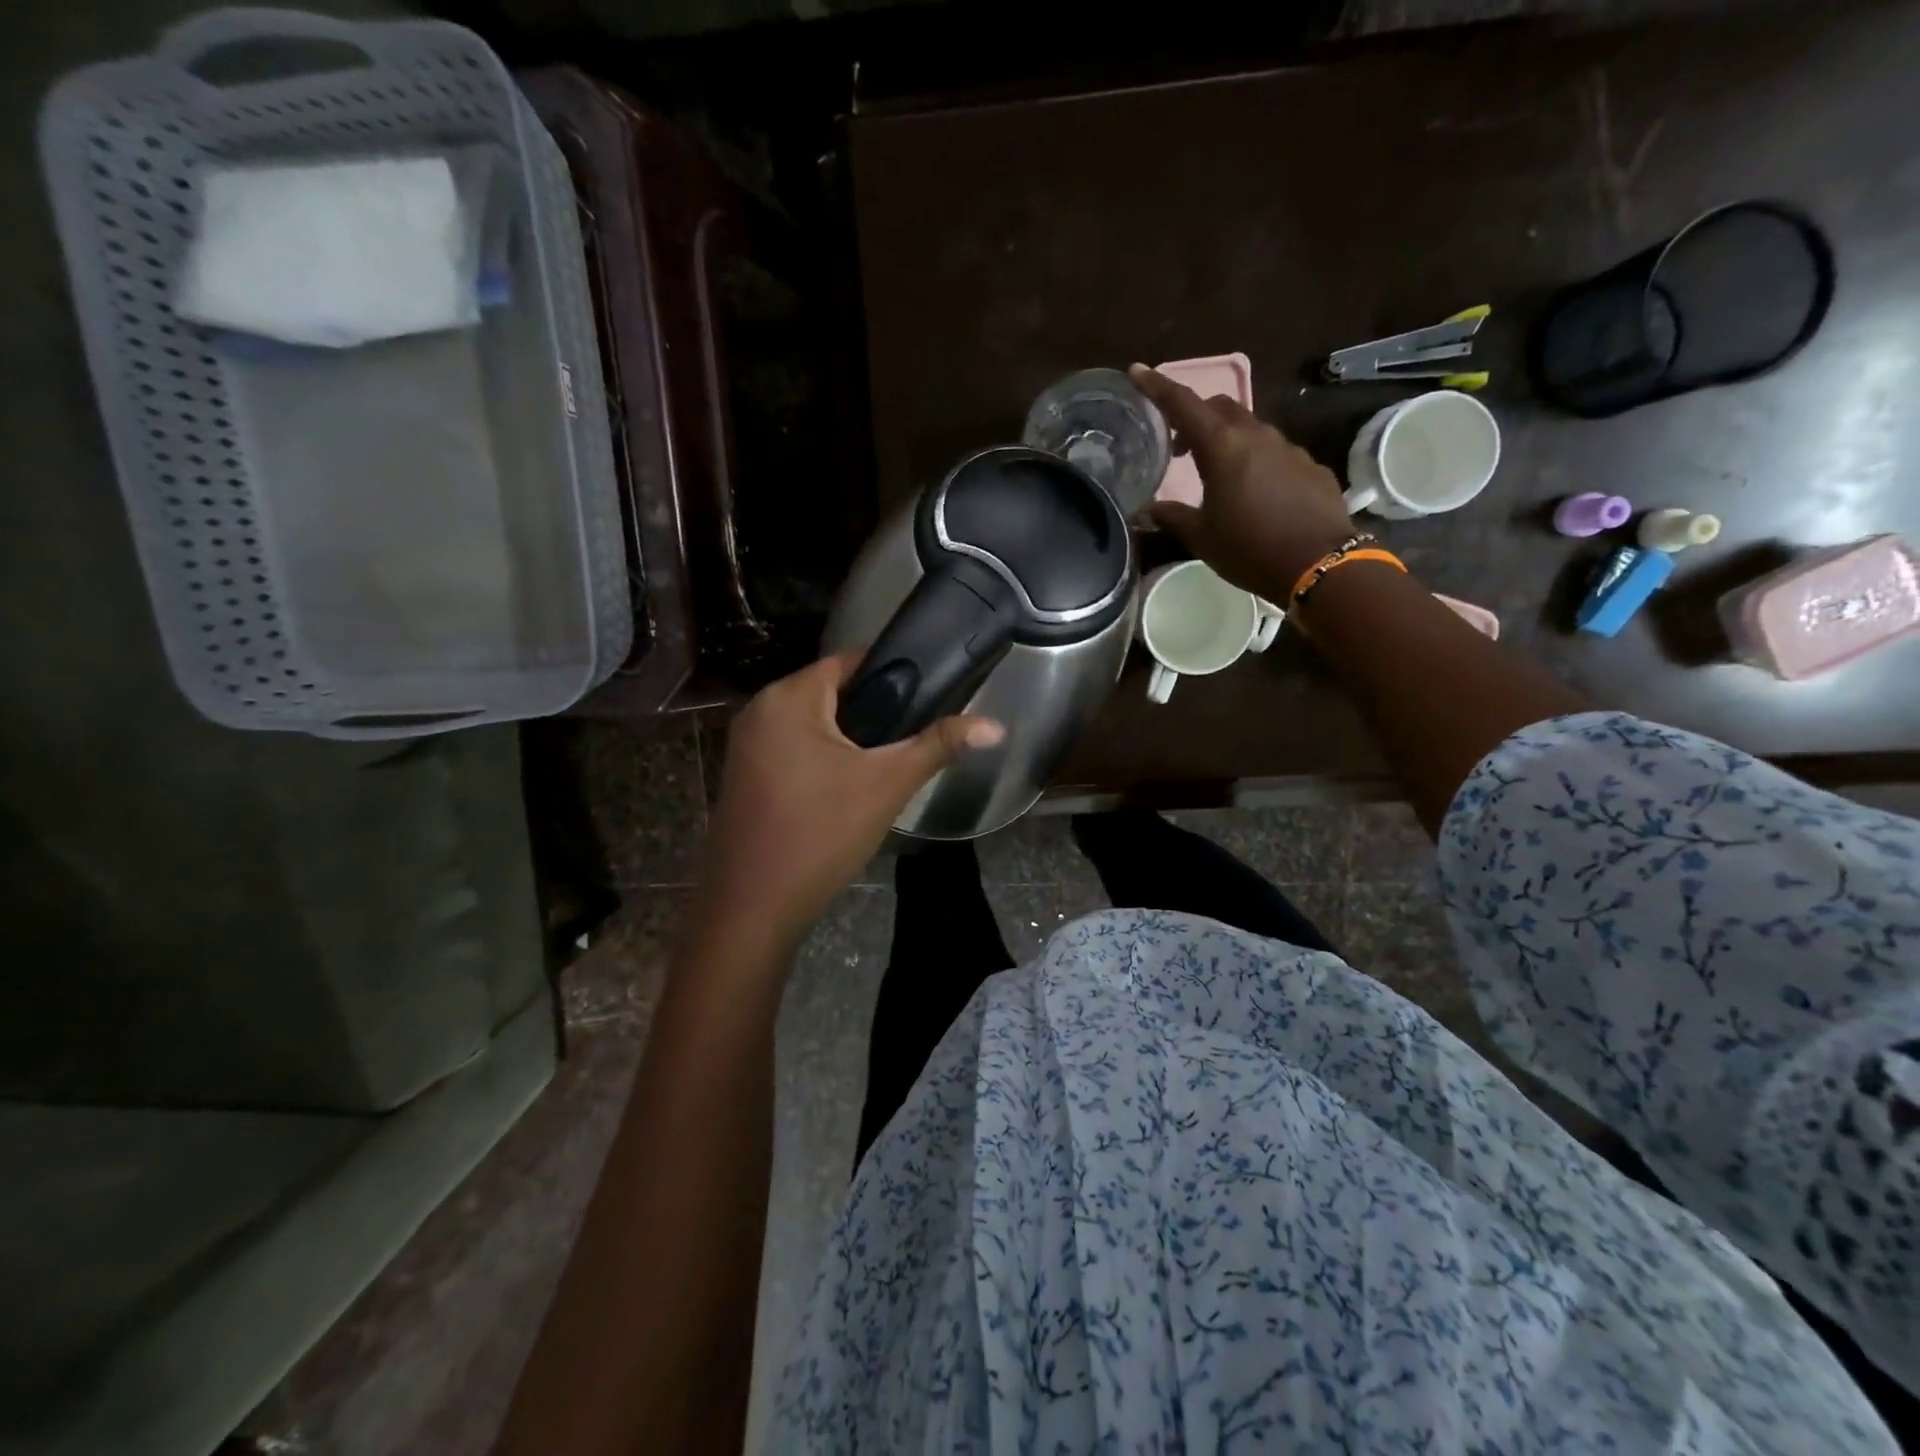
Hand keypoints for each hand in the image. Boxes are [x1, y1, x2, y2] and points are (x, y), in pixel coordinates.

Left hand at [693, 651, 1004, 957]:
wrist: (752, 908)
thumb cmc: (821, 834)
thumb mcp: (887, 785)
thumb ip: (938, 746)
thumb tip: (995, 726)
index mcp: (788, 698)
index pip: (848, 661)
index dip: (892, 673)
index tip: (928, 693)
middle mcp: (759, 710)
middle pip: (829, 692)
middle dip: (872, 711)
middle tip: (912, 736)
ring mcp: (744, 746)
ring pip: (811, 724)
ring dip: (848, 738)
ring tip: (887, 763)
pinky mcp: (742, 777)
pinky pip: (791, 750)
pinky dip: (821, 758)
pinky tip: (846, 788)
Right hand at [1129, 363, 1356, 599]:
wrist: (1318, 564)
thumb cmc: (1249, 549)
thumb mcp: (1201, 537)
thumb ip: (1173, 516)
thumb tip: (1149, 509)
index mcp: (1222, 448)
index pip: (1183, 404)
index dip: (1157, 387)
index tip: (1138, 372)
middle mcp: (1256, 436)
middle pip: (1220, 408)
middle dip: (1195, 416)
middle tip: (1178, 446)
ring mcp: (1288, 448)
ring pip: (1250, 428)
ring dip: (1227, 439)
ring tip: (1215, 473)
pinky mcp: (1309, 466)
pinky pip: (1275, 453)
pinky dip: (1255, 460)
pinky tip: (1253, 492)